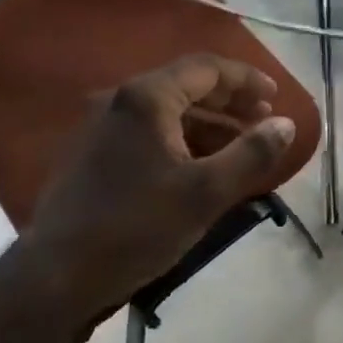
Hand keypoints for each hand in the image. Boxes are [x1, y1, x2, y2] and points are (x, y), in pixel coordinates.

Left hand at [11, 55, 297, 337]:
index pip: (207, 68)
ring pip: (168, 111)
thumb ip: (250, 154)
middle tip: (262, 121)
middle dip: (229, 101)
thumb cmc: (137, 226)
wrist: (57, 274)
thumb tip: (285, 124)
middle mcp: (121, 99)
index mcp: (147, 97)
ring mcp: (103, 125)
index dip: (246, 79)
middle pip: (186, 85)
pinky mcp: (95, 152)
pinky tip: (202, 166)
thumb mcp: (205, 192)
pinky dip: (182, 140)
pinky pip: (150, 132)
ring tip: (240, 147)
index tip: (275, 98)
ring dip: (208, 123)